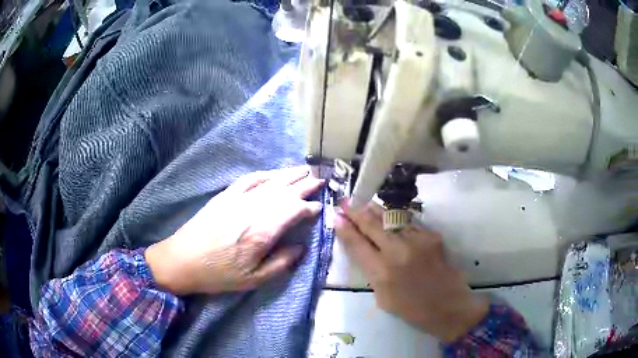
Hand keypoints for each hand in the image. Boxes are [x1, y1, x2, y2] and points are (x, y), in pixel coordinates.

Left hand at [145, 166, 323, 295]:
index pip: (295, 211)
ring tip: (305, 170)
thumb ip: (281, 263)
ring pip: (270, 181)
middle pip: (286, 191)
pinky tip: (273, 173)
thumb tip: (301, 247)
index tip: (320, 209)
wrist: (183, 260)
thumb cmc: (219, 273)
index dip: (310, 208)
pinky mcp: (225, 195)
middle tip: (322, 179)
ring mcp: (238, 198)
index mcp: (263, 230)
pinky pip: (249, 179)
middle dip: (306, 184)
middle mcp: (254, 209)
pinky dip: (264, 174)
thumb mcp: (254, 279)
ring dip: (289, 175)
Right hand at [334, 201, 488, 342]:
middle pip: (372, 225)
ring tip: (364, 201)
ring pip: (390, 219)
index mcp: (382, 273)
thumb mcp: (382, 297)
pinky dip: (396, 220)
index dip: (345, 228)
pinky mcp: (431, 236)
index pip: (357, 244)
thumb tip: (363, 249)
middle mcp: (398, 252)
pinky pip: (408, 224)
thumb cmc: (412, 309)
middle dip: (356, 211)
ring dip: (375, 210)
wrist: (449, 305)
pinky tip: (390, 217)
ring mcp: (417, 241)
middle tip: (346, 200)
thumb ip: (372, 272)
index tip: (336, 216)